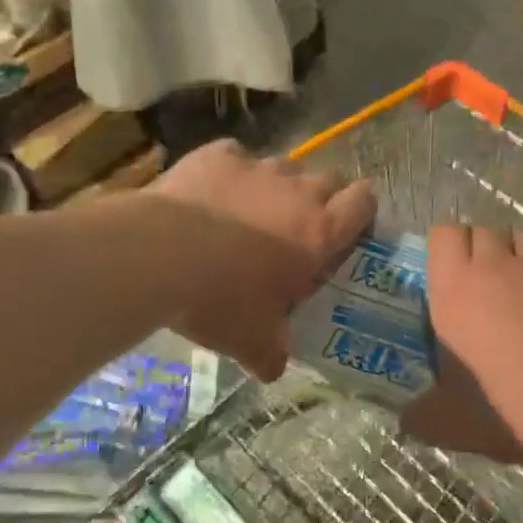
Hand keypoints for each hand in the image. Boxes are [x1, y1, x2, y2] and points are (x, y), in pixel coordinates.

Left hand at [147, 140, 374, 380]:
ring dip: (275, 187)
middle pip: (328, 179)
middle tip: (297, 229)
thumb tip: (274, 368)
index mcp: (319, 233)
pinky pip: (235, 156)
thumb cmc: (220, 299)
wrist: (159, 255)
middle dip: (319, 199)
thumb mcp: (252, 341)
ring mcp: (256, 167)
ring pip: (283, 166)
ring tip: (249, 213)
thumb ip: (273, 353)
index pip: (363, 202)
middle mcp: (297, 192)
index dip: (361, 211)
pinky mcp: (217, 155)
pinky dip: (230, 172)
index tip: (347, 228)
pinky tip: (212, 194)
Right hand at [406, 225, 522, 459]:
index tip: (458, 268)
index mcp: (453, 290)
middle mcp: (494, 266)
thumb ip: (425, 411)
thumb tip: (406, 422)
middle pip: (485, 231)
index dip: (452, 245)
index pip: (443, 234)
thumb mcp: (450, 417)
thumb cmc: (502, 406)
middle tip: (496, 284)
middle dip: (489, 249)